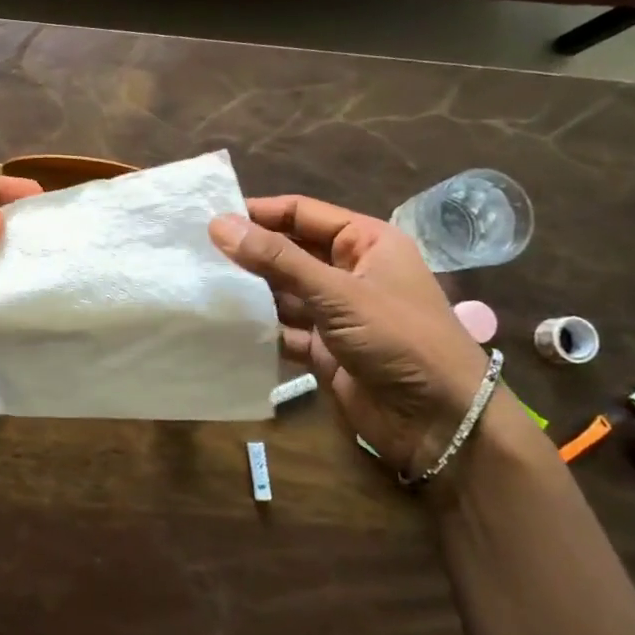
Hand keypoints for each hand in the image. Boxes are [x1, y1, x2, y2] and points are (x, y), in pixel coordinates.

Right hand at [209, 195, 491, 473]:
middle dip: (248, 253)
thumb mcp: (337, 293)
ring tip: (198, 285)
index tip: (209, 216)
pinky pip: (282, 329)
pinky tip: (221, 325)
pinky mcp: (323, 349)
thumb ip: (277, 260)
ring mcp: (336, 312)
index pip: (302, 214)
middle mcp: (349, 272)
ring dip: (248, 291)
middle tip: (194, 252)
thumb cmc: (399, 339)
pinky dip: (257, 328)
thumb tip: (218, 225)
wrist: (440, 422)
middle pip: (288, 252)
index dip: (258, 212)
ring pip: (282, 292)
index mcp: (365, 242)